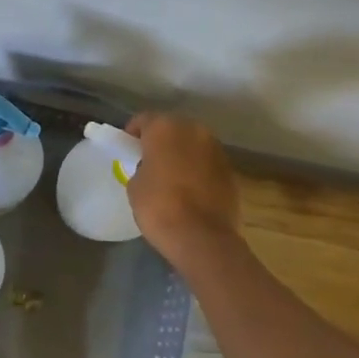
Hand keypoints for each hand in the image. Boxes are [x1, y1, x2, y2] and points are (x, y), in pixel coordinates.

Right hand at [125, 112, 239, 262]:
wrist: (201, 237)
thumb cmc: (158, 206)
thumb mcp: (135, 185)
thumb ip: (142, 166)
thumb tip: (152, 168)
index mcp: (165, 128)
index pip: (144, 119)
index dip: (133, 132)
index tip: (127, 148)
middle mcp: (194, 130)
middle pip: (173, 128)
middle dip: (161, 140)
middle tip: (149, 159)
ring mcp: (216, 149)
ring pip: (193, 144)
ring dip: (182, 153)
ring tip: (172, 175)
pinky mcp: (231, 170)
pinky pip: (208, 163)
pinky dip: (199, 169)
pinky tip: (190, 189)